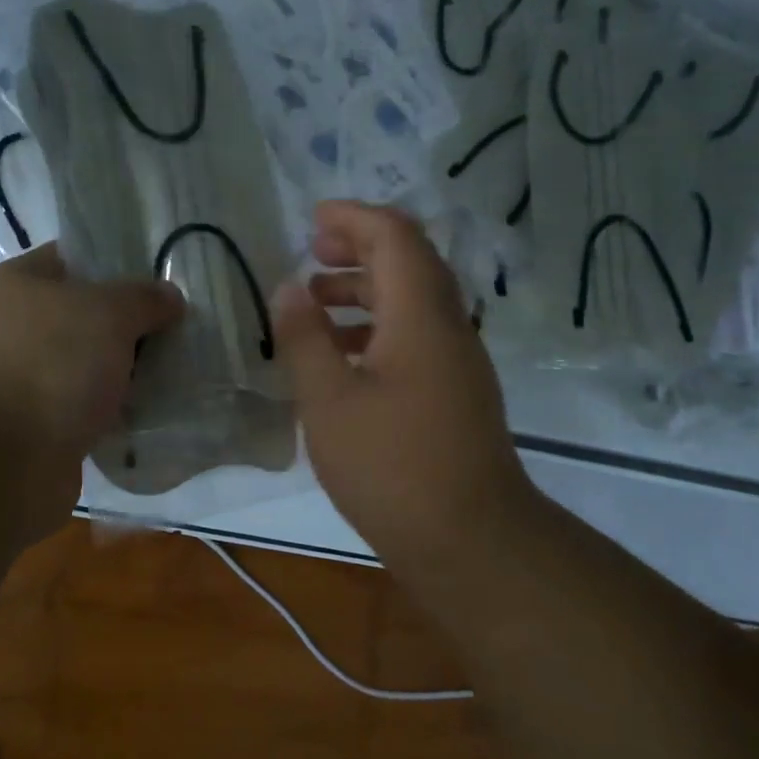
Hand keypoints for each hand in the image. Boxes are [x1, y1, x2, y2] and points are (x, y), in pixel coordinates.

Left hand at [0, 243, 182, 540]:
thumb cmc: (46, 366)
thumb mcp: (107, 313)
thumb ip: (143, 298)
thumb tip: (169, 297)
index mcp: (18, 284)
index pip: (75, 259)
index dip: (121, 265)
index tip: (165, 280)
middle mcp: (14, 329)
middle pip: (86, 318)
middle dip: (132, 327)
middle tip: (182, 333)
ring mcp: (21, 382)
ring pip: (89, 369)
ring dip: (126, 376)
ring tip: (178, 377)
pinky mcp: (35, 431)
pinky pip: (86, 413)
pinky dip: (114, 416)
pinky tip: (153, 418)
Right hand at [272, 201, 539, 567]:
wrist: (470, 540)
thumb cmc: (391, 466)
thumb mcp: (328, 400)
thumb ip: (305, 337)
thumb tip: (289, 286)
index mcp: (421, 315)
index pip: (395, 236)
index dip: (353, 217)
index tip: (311, 219)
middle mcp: (448, 326)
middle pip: (409, 261)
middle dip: (359, 247)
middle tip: (311, 252)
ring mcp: (458, 361)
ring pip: (413, 301)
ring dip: (366, 289)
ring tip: (316, 302)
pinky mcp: (456, 392)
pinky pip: (417, 335)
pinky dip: (378, 327)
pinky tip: (343, 356)